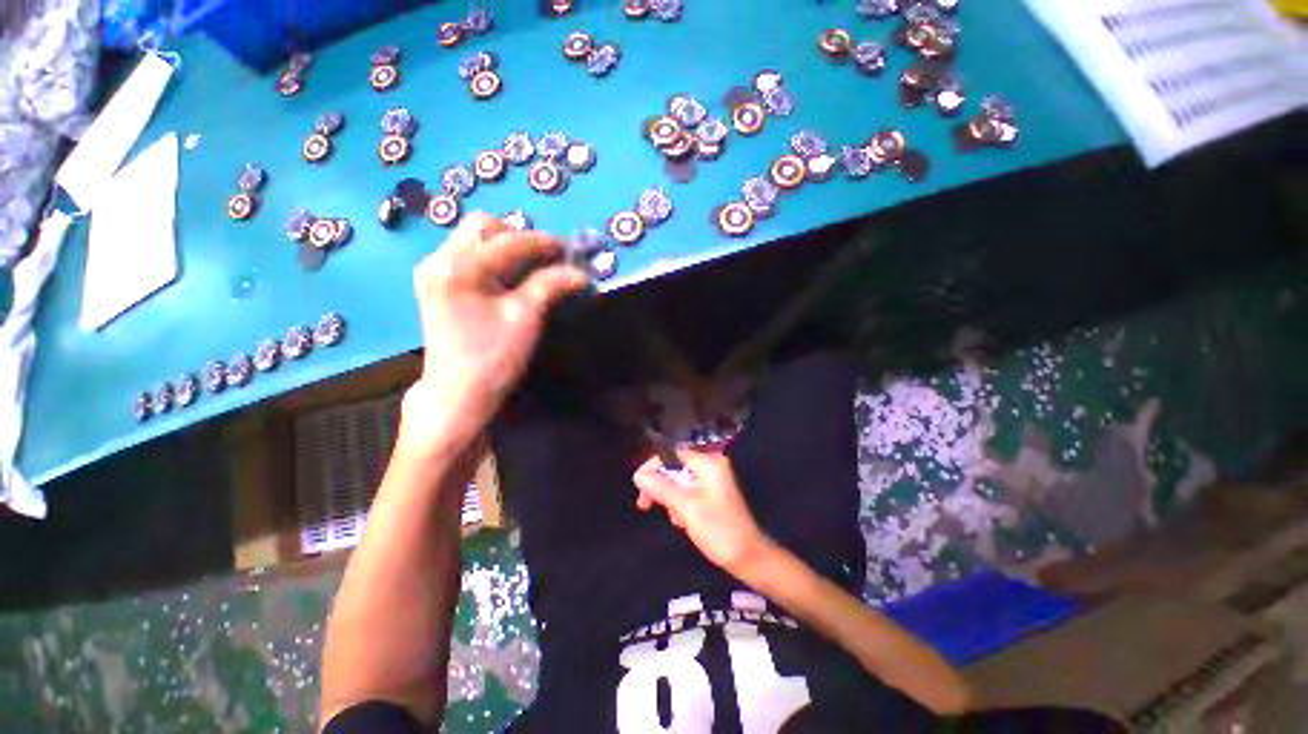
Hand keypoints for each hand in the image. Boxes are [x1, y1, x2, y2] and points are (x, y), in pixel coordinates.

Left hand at [399, 213, 587, 456]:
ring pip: (475, 239)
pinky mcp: (437, 284)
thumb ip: (550, 286)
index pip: (509, 241)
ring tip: (531, 270)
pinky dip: (494, 260)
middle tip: (545, 261)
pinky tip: (510, 279)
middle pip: (483, 227)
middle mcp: (439, 259)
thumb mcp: (526, 318)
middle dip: (519, 238)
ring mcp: (434, 271)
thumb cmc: (493, 357)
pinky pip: (469, 256)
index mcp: (459, 267)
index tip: (569, 250)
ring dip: (507, 248)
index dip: (543, 243)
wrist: (458, 393)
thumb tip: (580, 273)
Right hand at [632, 450, 770, 576]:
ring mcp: (711, 478)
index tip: (639, 486)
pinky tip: (682, 521)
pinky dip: (679, 503)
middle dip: (659, 485)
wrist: (748, 557)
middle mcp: (710, 464)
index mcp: (708, 462)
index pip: (672, 452)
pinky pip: (686, 490)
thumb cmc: (718, 530)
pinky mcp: (710, 492)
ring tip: (675, 520)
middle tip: (645, 505)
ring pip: (677, 479)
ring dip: (669, 498)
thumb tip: (638, 475)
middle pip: (673, 465)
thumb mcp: (686, 508)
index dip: (652, 466)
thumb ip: (661, 488)